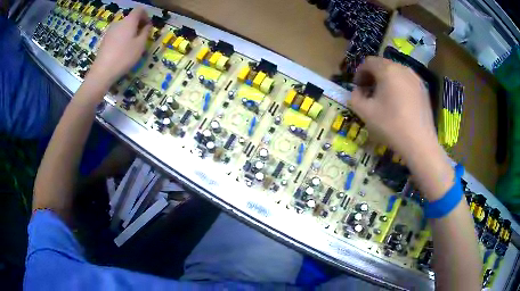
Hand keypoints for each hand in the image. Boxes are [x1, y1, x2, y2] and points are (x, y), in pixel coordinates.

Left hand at [88, 8, 150, 86]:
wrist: (102, 72)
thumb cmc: (124, 57)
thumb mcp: (140, 45)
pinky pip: (116, 34)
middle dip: (138, 25)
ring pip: (123, 27)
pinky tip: (122, 50)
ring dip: (129, 32)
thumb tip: (147, 26)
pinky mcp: (104, 40)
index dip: (146, 15)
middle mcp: (118, 23)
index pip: (139, 10)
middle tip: (141, 37)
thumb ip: (146, 32)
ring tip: (131, 45)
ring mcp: (110, 31)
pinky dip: (122, 38)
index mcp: (129, 21)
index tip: (148, 26)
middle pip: (131, 18)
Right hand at [350, 57, 437, 160]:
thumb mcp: (365, 112)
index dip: (359, 73)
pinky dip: (399, 86)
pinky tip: (398, 103)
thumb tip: (358, 91)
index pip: (368, 62)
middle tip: (369, 92)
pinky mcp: (424, 89)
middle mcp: (402, 68)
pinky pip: (407, 81)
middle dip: (373, 76)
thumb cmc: (391, 125)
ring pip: (396, 72)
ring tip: (384, 98)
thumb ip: (355, 97)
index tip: (358, 88)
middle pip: (383, 65)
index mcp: (387, 70)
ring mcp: (416, 78)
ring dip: (386, 80)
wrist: (419, 143)